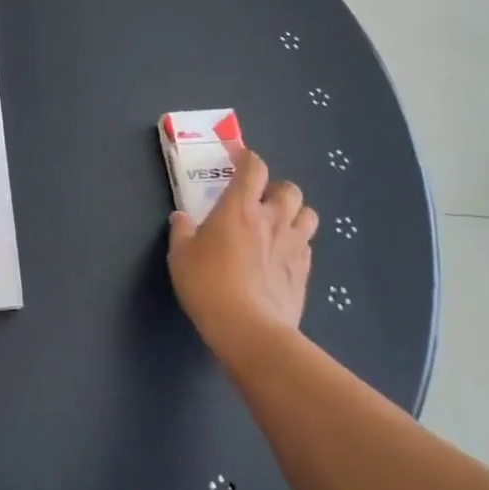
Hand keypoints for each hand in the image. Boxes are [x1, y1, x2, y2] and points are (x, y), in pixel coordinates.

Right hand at [167, 145, 317, 354]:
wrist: (250, 330)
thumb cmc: (209, 285)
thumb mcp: (180, 256)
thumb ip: (182, 231)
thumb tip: (181, 217)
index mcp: (240, 208)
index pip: (254, 168)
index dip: (248, 159)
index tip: (239, 160)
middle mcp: (272, 220)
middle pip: (289, 189)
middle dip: (276, 188)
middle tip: (259, 200)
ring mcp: (293, 246)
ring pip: (308, 215)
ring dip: (295, 214)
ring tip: (278, 225)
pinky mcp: (304, 272)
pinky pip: (307, 246)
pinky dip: (297, 244)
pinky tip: (281, 257)